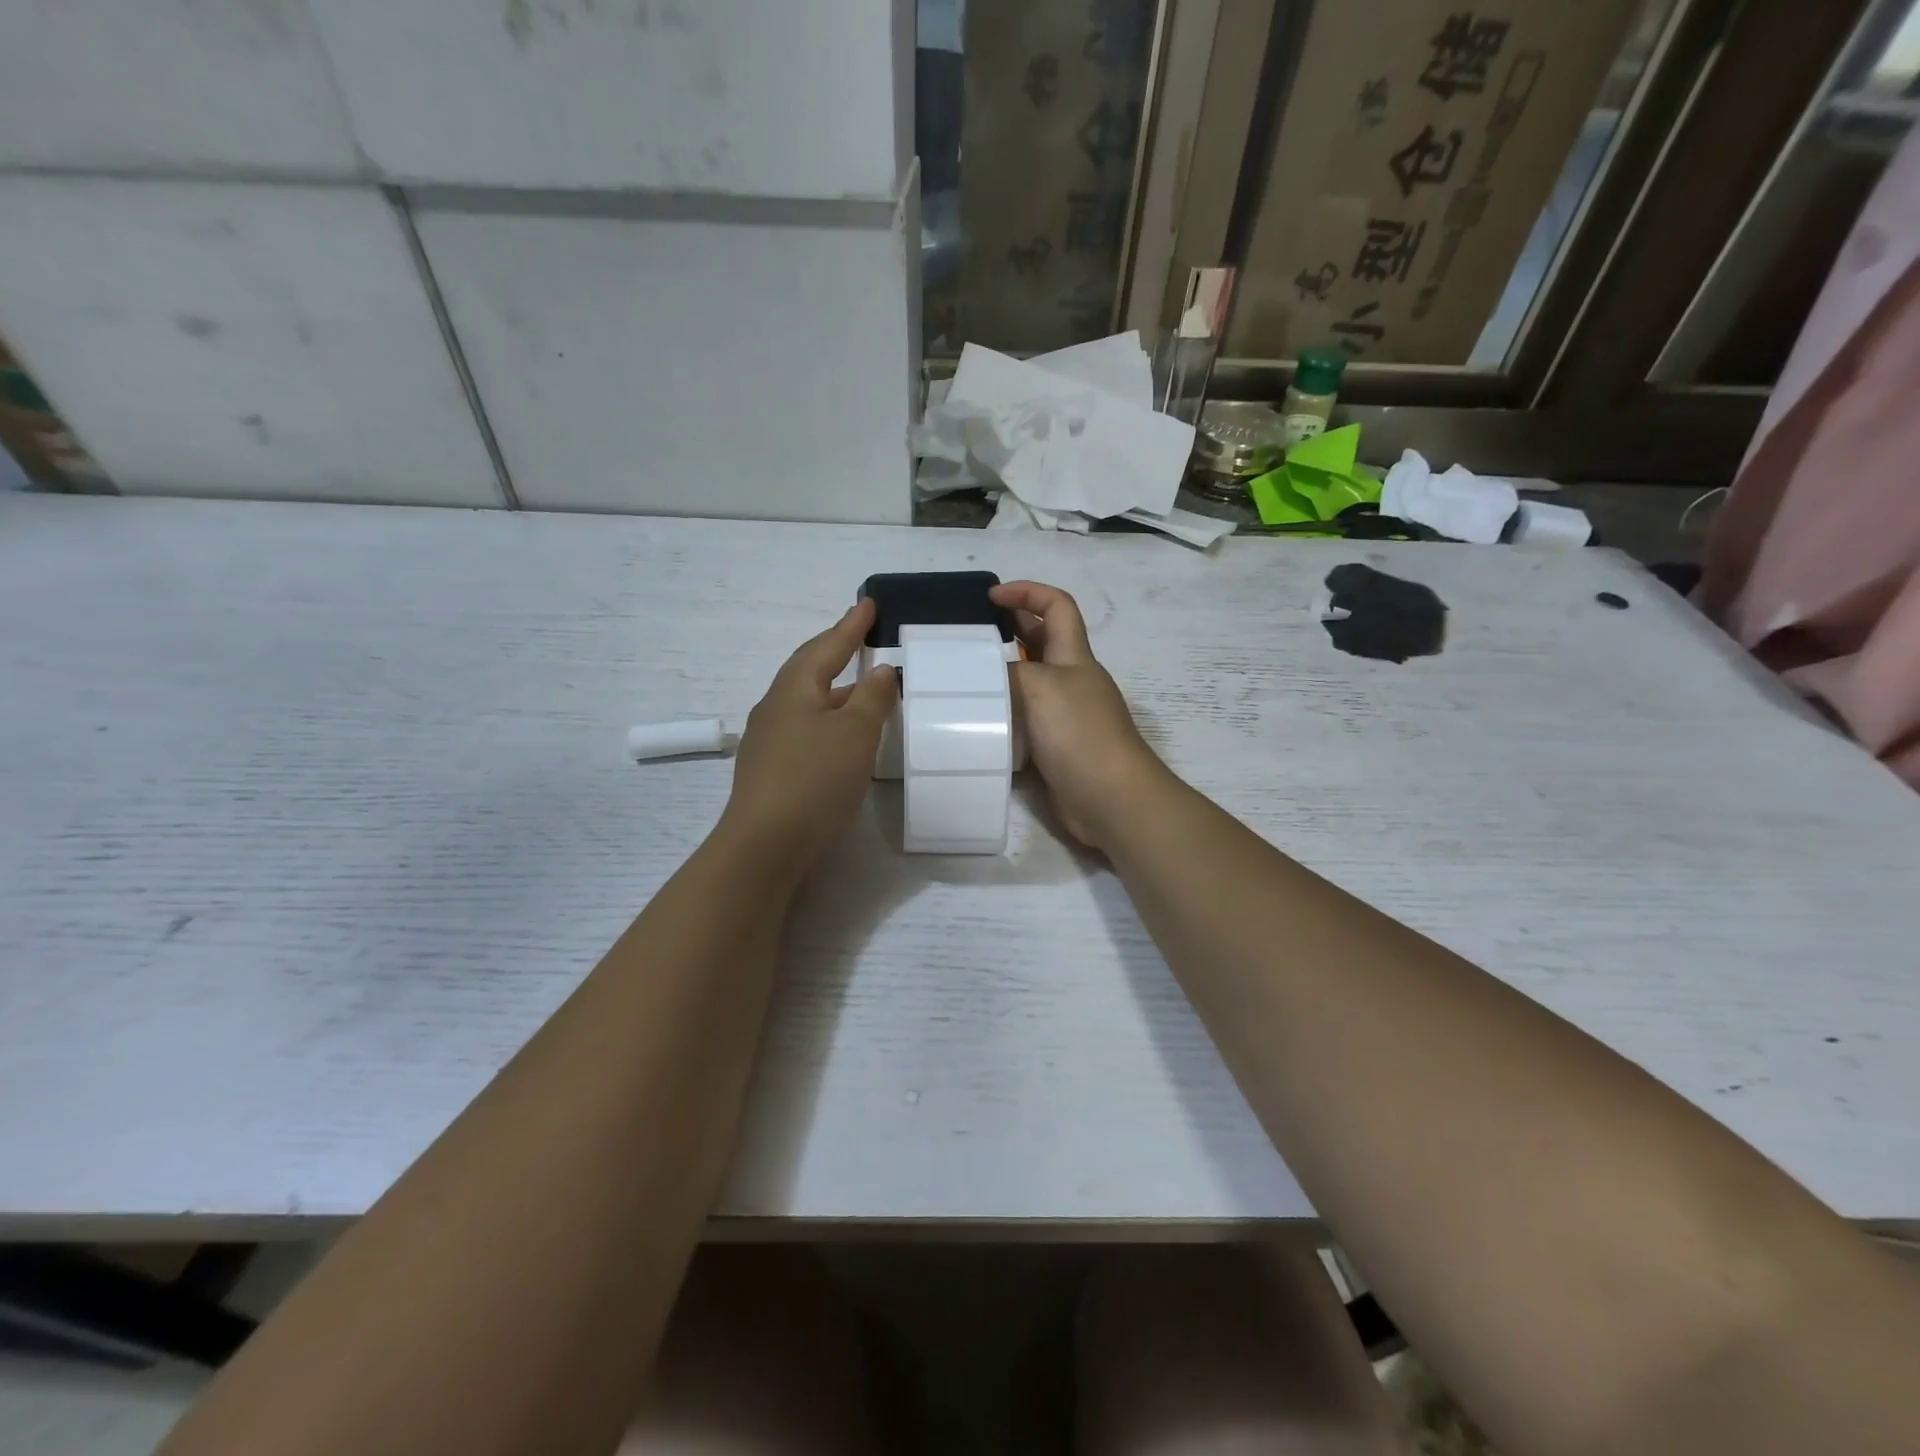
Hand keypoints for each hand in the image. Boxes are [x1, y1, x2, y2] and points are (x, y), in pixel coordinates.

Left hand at [719, 599, 896, 876]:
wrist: (765, 844)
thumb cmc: (814, 779)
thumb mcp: (855, 733)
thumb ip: (871, 698)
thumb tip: (879, 671)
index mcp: (793, 690)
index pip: (826, 648)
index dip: (850, 626)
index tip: (868, 604)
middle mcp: (775, 708)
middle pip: (809, 671)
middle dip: (836, 654)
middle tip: (861, 640)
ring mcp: (768, 742)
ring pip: (807, 704)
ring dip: (835, 693)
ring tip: (862, 691)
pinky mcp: (771, 771)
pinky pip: (805, 731)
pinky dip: (828, 723)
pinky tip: (841, 740)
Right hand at [990, 580, 1168, 851]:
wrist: (1109, 799)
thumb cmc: (1079, 733)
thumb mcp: (1040, 687)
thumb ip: (1008, 671)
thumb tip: (985, 672)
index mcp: (1074, 657)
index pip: (1057, 606)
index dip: (1027, 592)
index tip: (991, 596)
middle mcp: (1071, 681)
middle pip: (1042, 642)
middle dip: (1008, 630)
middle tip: (968, 637)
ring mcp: (1064, 716)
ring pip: (1029, 685)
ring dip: (1000, 678)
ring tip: (961, 680)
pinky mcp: (1054, 748)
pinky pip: (1024, 722)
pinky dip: (1003, 718)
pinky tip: (976, 723)